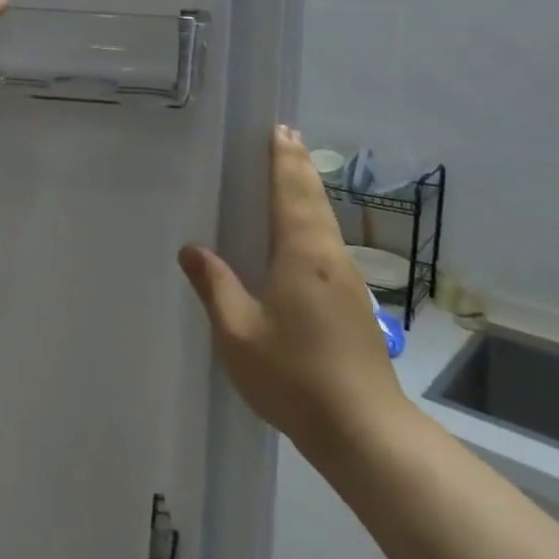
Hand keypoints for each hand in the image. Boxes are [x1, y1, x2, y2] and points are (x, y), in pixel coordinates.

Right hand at [179, 127, 408, 456]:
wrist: (366, 430)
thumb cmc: (296, 377)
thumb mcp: (239, 334)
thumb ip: (215, 287)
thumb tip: (192, 249)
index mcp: (302, 254)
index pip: (291, 191)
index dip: (284, 158)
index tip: (279, 128)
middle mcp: (329, 256)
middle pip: (313, 197)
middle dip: (299, 164)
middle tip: (287, 135)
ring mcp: (347, 280)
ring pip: (325, 219)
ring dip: (308, 189)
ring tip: (294, 172)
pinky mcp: (355, 302)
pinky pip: (329, 241)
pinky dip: (314, 217)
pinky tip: (304, 234)